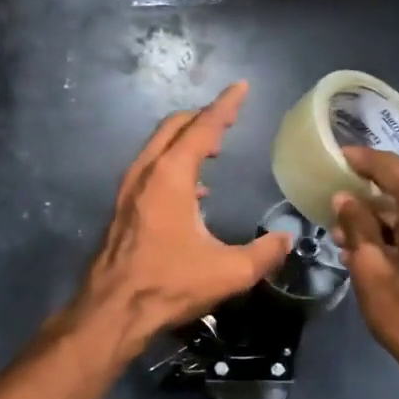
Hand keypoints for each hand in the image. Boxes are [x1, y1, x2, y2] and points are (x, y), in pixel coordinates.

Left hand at [76, 82, 290, 354]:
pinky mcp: (122, 209)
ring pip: (157, 148)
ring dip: (184, 141)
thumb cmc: (168, 285)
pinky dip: (172, 165)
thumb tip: (286, 239)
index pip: (202, 128)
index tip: (241, 88)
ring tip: (213, 150)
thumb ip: (264, 253)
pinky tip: (193, 191)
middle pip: (173, 128)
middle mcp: (145, 174)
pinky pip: (150, 170)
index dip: (225, 106)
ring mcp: (128, 191)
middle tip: (228, 119)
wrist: (111, 311)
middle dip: (201, 118)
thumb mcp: (228, 272)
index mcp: (171, 177)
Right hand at [331, 146, 398, 398]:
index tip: (338, 155)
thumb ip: (358, 227)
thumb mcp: (371, 270)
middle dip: (376, 183)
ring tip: (349, 225)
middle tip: (342, 186)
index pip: (392, 167)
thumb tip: (345, 200)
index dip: (363, 159)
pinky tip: (377, 243)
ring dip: (388, 210)